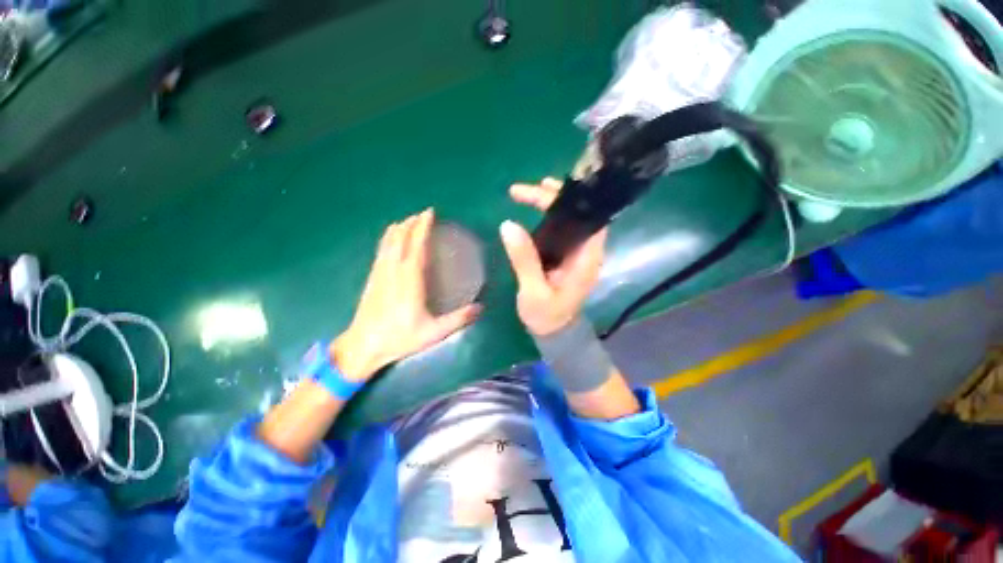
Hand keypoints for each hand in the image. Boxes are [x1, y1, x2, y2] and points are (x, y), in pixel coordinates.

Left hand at [333, 209, 480, 381]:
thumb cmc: (400, 338)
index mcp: (409, 279)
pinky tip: (392, 239)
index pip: (416, 245)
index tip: (430, 213)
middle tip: (424, 215)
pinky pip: (381, 250)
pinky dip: (388, 239)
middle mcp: (393, 270)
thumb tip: (481, 307)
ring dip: (399, 228)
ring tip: (409, 221)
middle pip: (400, 238)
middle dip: (411, 223)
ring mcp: (380, 272)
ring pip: (388, 241)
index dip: (422, 227)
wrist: (363, 347)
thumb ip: (459, 319)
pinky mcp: (373, 278)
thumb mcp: (434, 332)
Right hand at [501, 177, 607, 335]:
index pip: (590, 219)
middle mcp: (586, 251)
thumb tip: (508, 225)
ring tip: (526, 193)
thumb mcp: (533, 291)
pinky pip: (560, 230)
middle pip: (579, 214)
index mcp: (587, 259)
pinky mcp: (566, 256)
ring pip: (569, 220)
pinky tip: (533, 211)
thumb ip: (524, 260)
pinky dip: (547, 217)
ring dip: (551, 204)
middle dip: (556, 198)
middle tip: (529, 189)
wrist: (553, 333)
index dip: (572, 200)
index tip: (546, 188)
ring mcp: (576, 253)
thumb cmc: (547, 317)